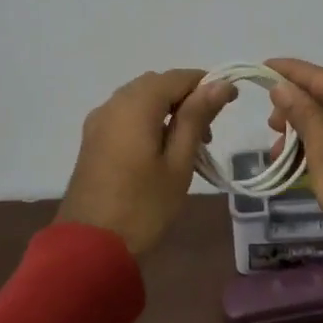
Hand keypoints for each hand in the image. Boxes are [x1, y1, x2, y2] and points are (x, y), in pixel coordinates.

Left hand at [58, 70, 236, 256]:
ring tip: (189, 144)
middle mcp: (113, 103)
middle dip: (186, 98)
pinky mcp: (92, 139)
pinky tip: (161, 150)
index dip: (207, 83)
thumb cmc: (143, 206)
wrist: (89, 245)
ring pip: (139, 99)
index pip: (178, 77)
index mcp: (136, 105)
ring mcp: (98, 121)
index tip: (232, 101)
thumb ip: (197, 118)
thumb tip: (220, 84)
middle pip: (156, 85)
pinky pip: (125, 115)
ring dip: (167, 110)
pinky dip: (147, 120)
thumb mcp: (178, 163)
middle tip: (209, 131)